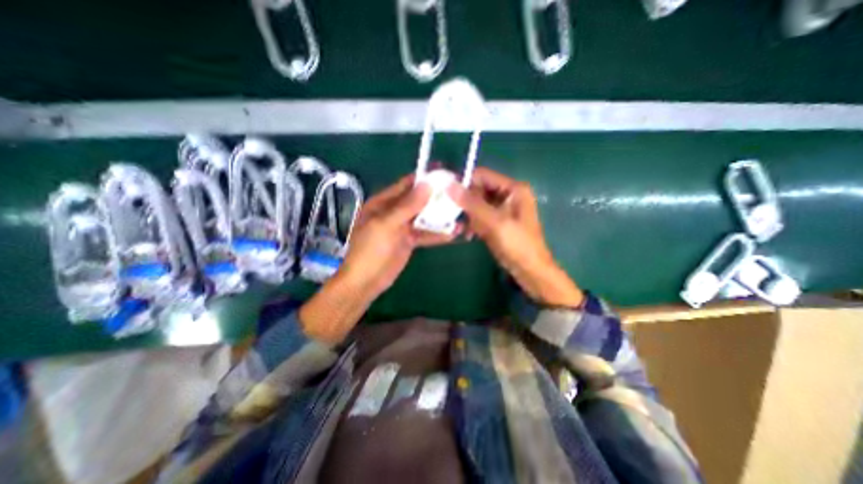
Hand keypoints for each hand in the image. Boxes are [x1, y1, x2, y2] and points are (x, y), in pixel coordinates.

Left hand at [301, 174, 453, 343]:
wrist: (366, 282)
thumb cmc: (371, 250)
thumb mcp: (387, 225)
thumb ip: (407, 205)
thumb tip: (427, 184)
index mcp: (382, 203)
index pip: (406, 185)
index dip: (424, 178)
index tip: (444, 173)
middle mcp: (393, 212)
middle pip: (418, 200)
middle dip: (436, 197)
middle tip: (457, 192)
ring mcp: (402, 227)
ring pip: (424, 217)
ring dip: (440, 216)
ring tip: (460, 212)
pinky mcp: (409, 241)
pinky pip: (425, 234)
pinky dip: (438, 233)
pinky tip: (454, 232)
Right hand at [448, 166, 581, 304]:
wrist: (530, 271)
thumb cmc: (517, 245)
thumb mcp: (495, 222)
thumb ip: (472, 203)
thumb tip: (449, 185)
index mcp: (513, 189)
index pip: (483, 176)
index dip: (464, 182)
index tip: (445, 192)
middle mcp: (508, 195)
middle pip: (479, 190)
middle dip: (466, 202)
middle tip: (453, 214)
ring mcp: (503, 210)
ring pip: (478, 205)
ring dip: (468, 215)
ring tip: (462, 227)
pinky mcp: (498, 222)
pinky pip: (480, 217)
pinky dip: (474, 224)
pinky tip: (469, 234)